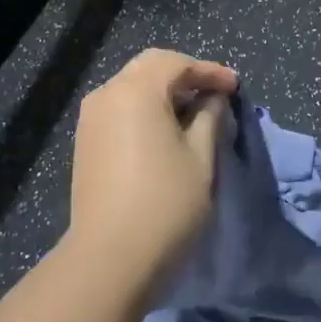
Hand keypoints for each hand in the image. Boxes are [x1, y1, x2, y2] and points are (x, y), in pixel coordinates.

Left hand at [66, 48, 237, 293]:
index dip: (209, 71)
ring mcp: (90, 119)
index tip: (235, 87)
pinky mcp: (85, 143)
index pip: (176, 63)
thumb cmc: (165, 203)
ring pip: (131, 88)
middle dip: (184, 76)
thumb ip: (209, 118)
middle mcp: (107, 94)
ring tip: (193, 112)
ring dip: (163, 92)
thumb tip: (211, 100)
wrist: (109, 258)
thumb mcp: (201, 157)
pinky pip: (118, 109)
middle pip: (149, 68)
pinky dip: (144, 110)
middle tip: (214, 93)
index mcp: (136, 90)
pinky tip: (164, 130)